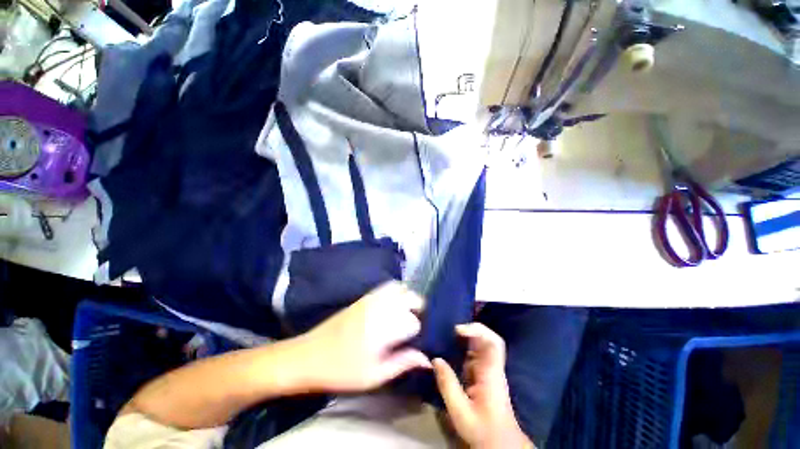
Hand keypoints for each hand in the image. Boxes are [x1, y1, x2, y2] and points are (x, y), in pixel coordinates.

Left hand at [295, 281, 431, 392]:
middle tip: (416, 324)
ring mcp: (372, 298)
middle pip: (411, 297)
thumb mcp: (374, 375)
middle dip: (419, 308)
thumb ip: (402, 363)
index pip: (414, 321)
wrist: (309, 355)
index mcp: (385, 327)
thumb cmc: (342, 370)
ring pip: (399, 287)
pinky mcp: (364, 297)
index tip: (415, 340)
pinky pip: (386, 286)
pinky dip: (396, 290)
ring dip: (408, 297)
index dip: (418, 331)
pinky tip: (394, 304)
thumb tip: (427, 358)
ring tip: (408, 312)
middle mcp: (381, 307)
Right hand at [433, 323, 533, 448]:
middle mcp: (491, 366)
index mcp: (491, 373)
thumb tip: (435, 359)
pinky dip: (462, 345)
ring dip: (464, 336)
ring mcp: (488, 368)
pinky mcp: (482, 373)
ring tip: (445, 332)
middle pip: (486, 338)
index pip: (493, 342)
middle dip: (469, 328)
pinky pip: (473, 352)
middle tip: (448, 328)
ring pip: (479, 343)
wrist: (501, 443)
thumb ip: (448, 385)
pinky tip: (449, 347)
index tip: (457, 329)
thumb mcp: (461, 411)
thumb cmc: (483, 430)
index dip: (477, 330)